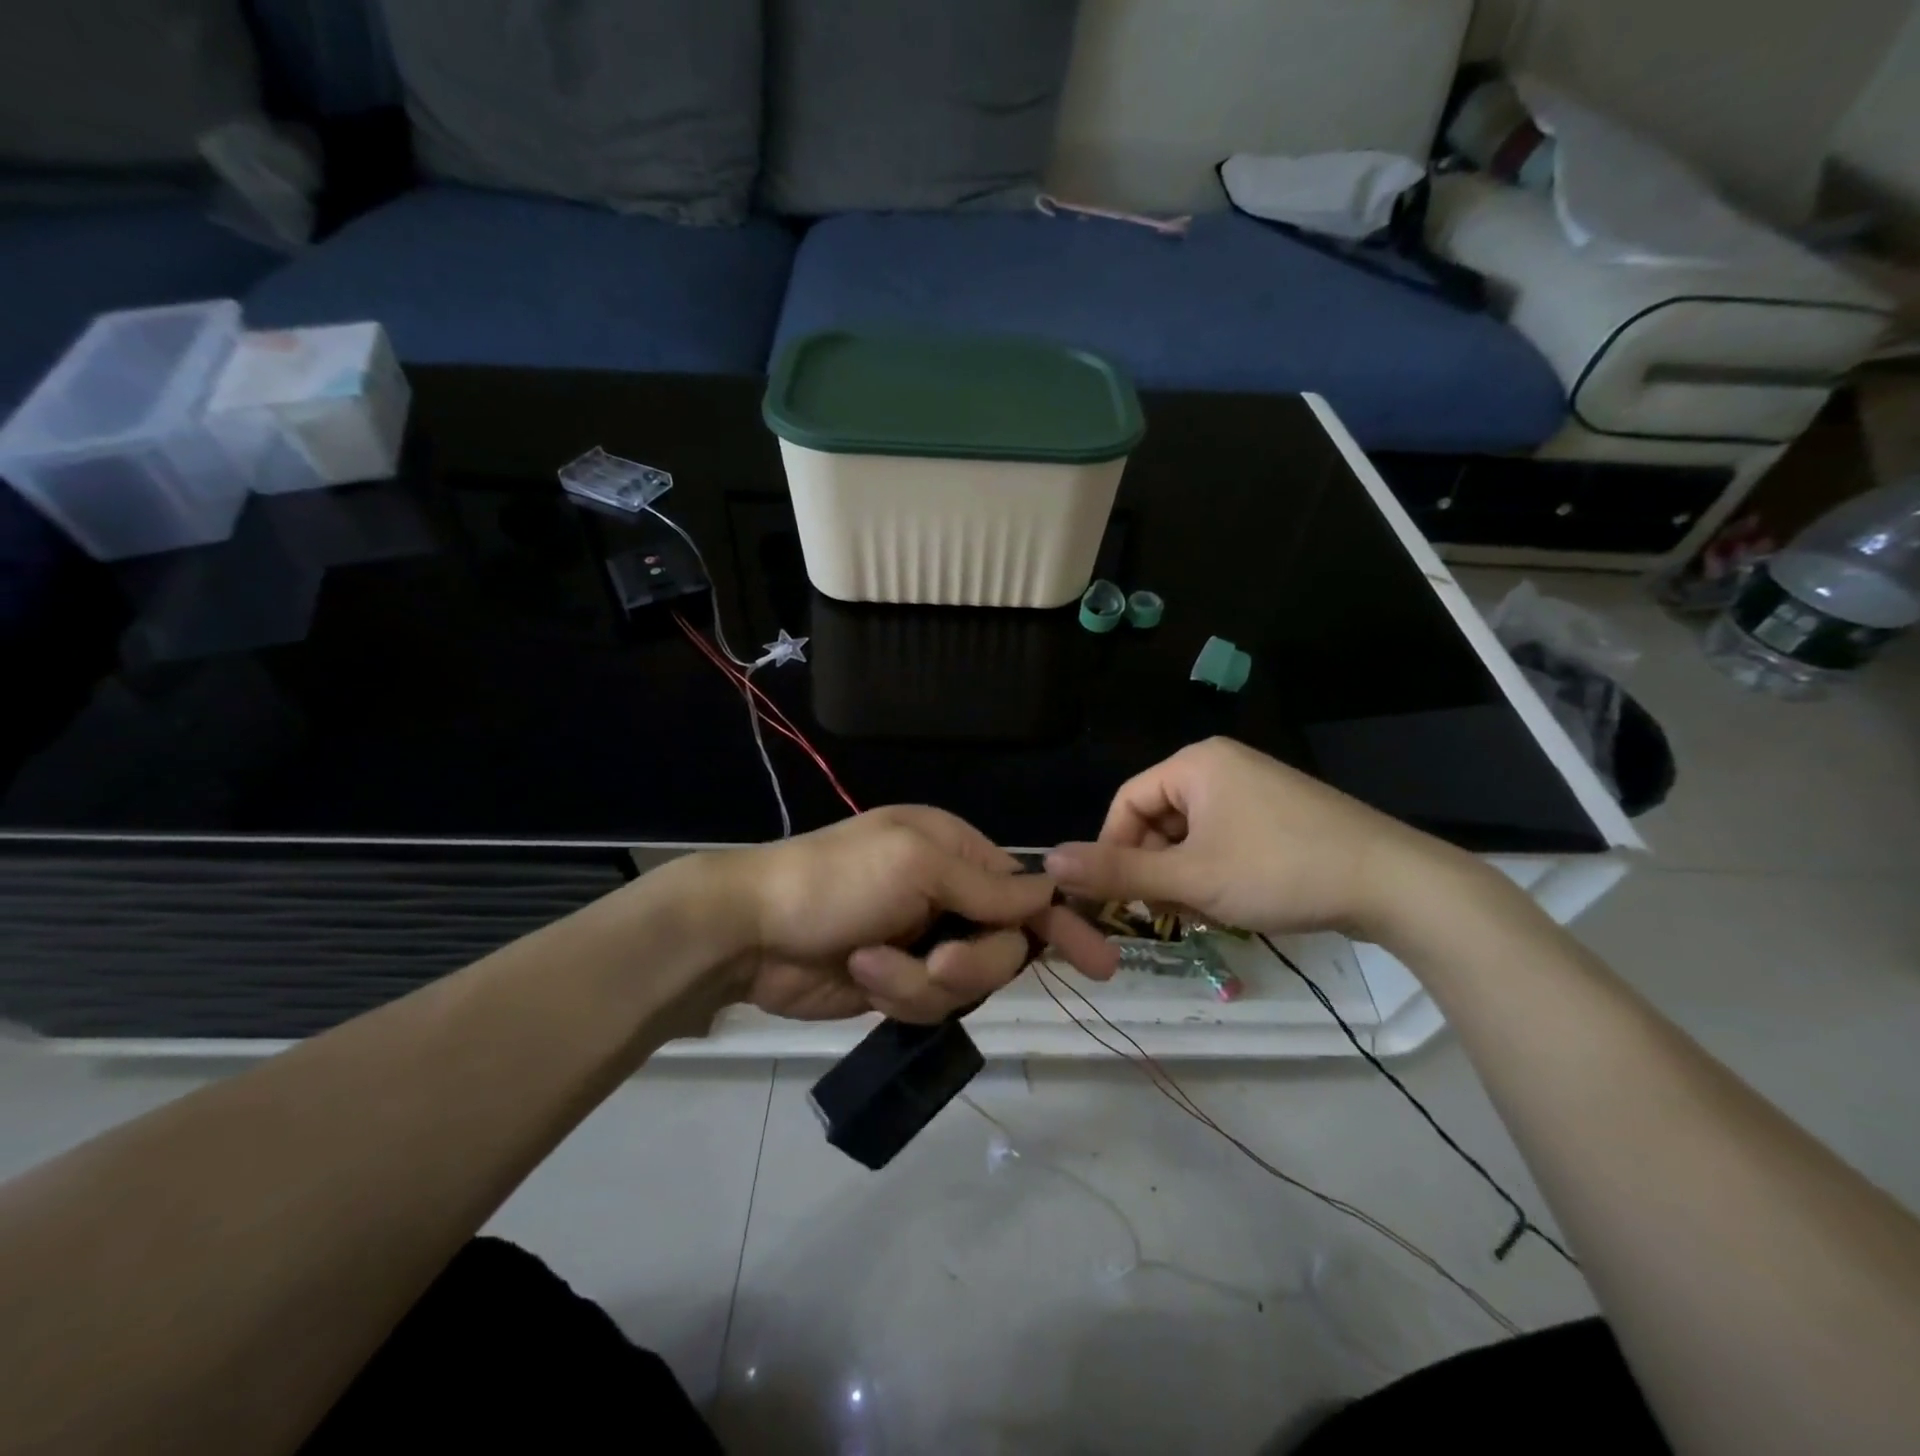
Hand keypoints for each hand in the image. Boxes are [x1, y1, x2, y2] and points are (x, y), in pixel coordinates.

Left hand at [713, 807, 1117, 1022]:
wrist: (752, 929)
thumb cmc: (835, 880)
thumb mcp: (916, 865)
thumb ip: (986, 887)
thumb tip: (1047, 894)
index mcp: (956, 853)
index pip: (1027, 891)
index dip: (1062, 924)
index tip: (1101, 962)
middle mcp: (947, 896)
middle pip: (1003, 947)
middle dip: (973, 963)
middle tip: (938, 962)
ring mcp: (923, 942)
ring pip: (967, 985)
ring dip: (921, 981)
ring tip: (873, 962)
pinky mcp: (898, 982)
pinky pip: (928, 1005)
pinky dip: (896, 992)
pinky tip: (860, 972)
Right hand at [1045, 737, 1470, 940]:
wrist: (1394, 883)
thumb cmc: (1280, 870)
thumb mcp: (1191, 879)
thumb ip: (1118, 873)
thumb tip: (1048, 863)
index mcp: (1195, 763)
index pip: (1126, 802)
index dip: (1113, 850)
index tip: (1119, 898)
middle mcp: (1221, 764)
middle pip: (1158, 819)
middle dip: (1156, 869)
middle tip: (1171, 914)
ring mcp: (1254, 788)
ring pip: (1190, 834)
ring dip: (1185, 876)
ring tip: (1207, 912)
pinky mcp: (1278, 813)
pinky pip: (1223, 838)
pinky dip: (1216, 871)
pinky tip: (1234, 901)